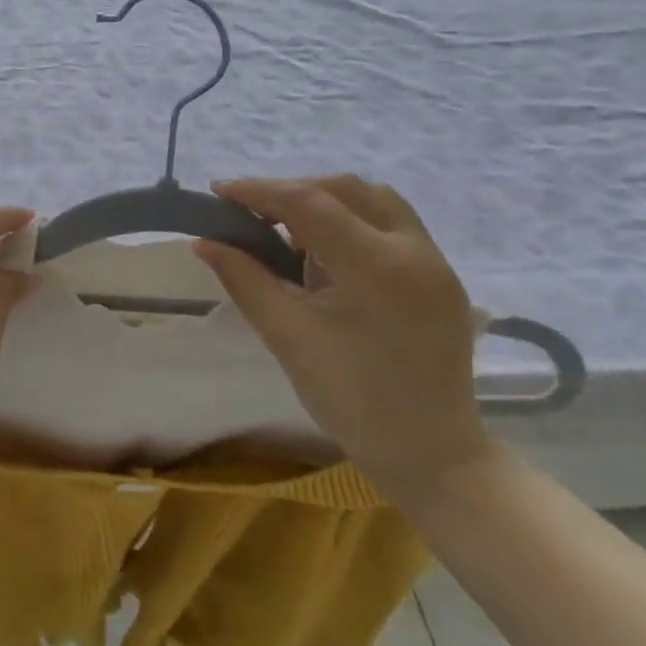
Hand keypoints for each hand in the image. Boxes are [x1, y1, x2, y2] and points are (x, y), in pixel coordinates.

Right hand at [193, 175, 491, 502]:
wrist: (432, 456)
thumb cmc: (352, 400)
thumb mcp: (287, 336)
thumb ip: (244, 278)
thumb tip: (205, 241)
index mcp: (378, 268)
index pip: (309, 203)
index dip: (259, 191)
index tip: (219, 193)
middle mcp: (415, 250)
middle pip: (345, 189)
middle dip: (292, 192)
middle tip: (251, 213)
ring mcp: (436, 261)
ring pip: (373, 200)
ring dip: (325, 202)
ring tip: (287, 230)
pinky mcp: (440, 276)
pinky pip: (391, 224)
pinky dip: (351, 221)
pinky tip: (325, 252)